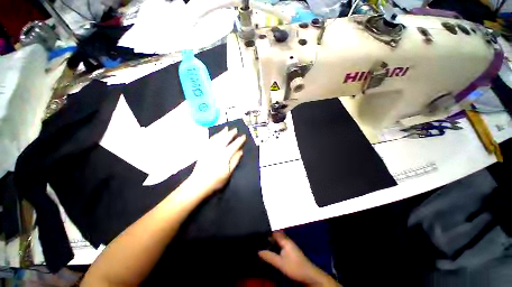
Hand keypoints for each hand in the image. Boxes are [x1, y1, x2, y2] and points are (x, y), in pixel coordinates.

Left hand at [187, 127, 245, 196]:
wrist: (198, 183)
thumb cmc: (216, 180)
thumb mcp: (229, 172)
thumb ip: (235, 160)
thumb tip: (240, 151)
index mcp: (225, 155)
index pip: (234, 145)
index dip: (239, 140)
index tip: (243, 136)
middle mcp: (217, 149)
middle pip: (225, 139)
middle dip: (231, 133)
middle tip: (235, 129)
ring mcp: (209, 149)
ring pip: (217, 138)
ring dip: (222, 132)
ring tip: (226, 128)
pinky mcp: (203, 150)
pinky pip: (209, 140)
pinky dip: (214, 136)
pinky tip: (216, 135)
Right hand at [259, 232, 339, 286]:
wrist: (308, 275)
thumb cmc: (294, 267)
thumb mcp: (280, 263)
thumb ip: (269, 256)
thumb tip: (258, 251)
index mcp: (285, 240)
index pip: (274, 231)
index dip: (267, 230)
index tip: (258, 230)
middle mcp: (287, 241)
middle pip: (276, 235)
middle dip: (268, 236)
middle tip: (258, 237)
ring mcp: (289, 246)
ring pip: (278, 241)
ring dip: (271, 241)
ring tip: (261, 243)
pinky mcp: (290, 251)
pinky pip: (280, 245)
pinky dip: (274, 246)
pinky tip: (270, 250)